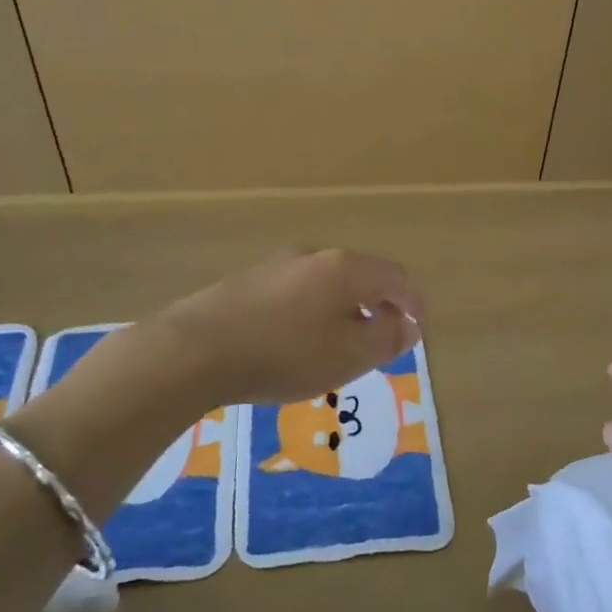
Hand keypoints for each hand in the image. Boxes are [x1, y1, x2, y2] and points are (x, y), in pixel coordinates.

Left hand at [148, 249, 424, 405]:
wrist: (193, 351)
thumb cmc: (285, 353)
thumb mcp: (349, 355)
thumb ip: (386, 339)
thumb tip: (408, 325)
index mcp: (346, 268)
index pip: (396, 278)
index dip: (414, 303)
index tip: (418, 329)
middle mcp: (315, 256)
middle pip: (362, 276)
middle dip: (379, 306)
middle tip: (383, 339)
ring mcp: (277, 265)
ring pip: (328, 284)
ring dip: (346, 309)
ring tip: (342, 344)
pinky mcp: (248, 282)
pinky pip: (298, 293)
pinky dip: (314, 312)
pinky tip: (300, 341)